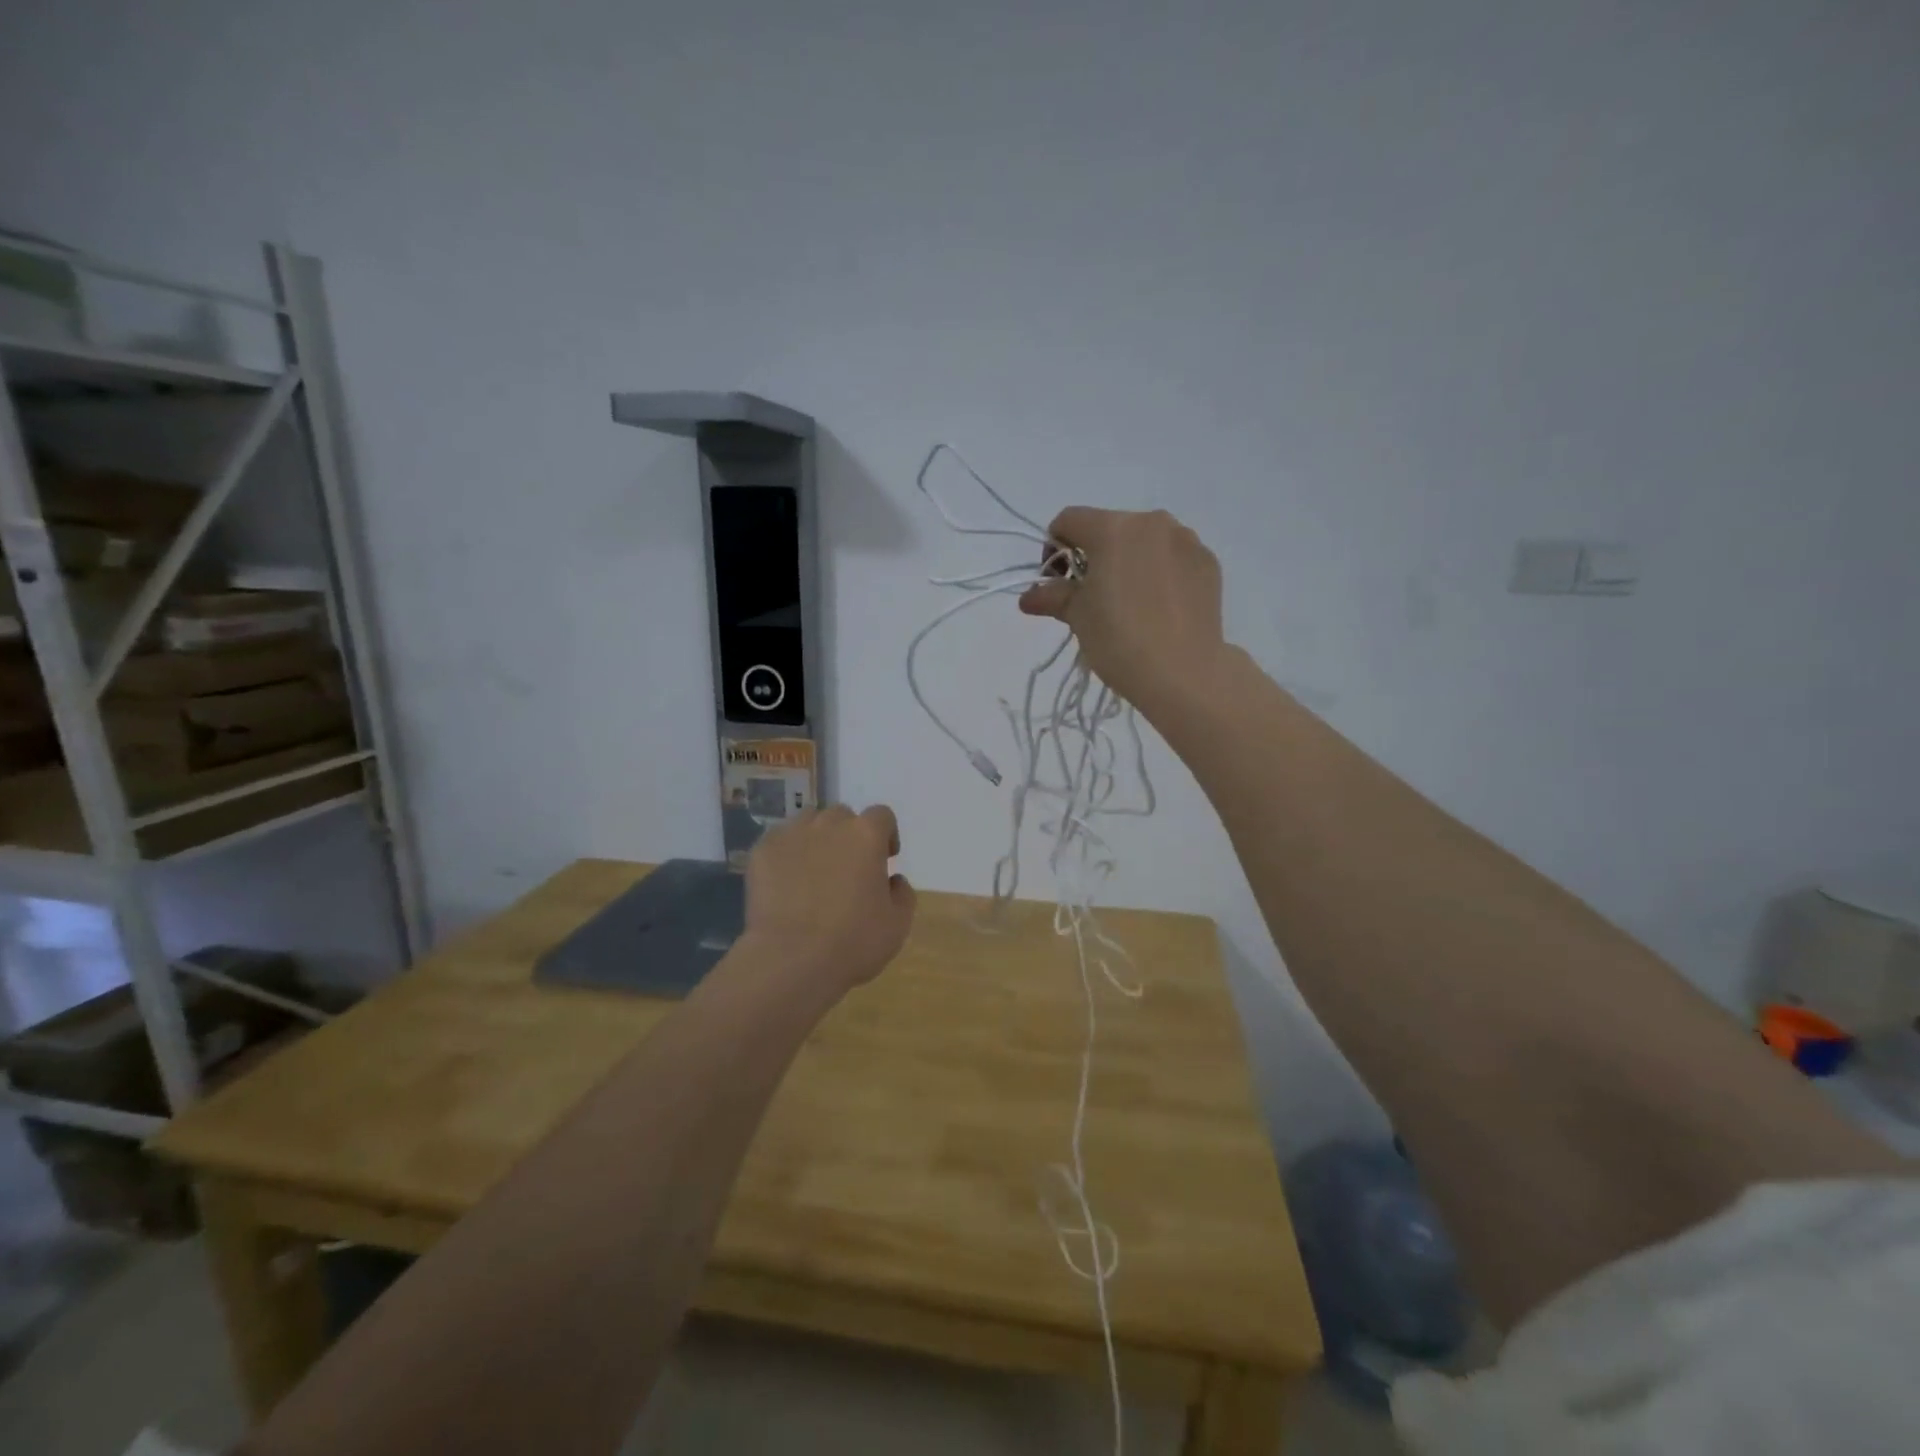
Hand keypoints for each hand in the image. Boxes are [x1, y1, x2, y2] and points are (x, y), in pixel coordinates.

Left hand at [741, 805, 916, 996]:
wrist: (791, 959)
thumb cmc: (853, 942)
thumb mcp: (898, 924)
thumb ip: (903, 893)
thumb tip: (894, 880)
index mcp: (866, 835)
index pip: (882, 815)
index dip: (886, 834)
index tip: (884, 859)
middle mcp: (829, 824)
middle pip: (843, 816)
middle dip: (849, 836)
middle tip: (847, 868)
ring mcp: (792, 834)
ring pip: (809, 823)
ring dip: (817, 839)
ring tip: (814, 871)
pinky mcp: (762, 851)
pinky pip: (780, 841)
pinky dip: (787, 854)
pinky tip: (786, 882)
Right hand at [1019, 508, 1226, 710]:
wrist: (1183, 673)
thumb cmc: (1119, 640)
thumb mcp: (1078, 617)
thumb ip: (1053, 597)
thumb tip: (1029, 597)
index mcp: (1113, 529)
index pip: (1069, 520)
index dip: (1053, 548)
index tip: (1056, 583)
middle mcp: (1152, 523)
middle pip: (1109, 528)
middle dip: (1093, 556)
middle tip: (1090, 597)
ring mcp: (1185, 541)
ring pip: (1144, 541)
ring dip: (1128, 561)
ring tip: (1128, 602)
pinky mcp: (1208, 562)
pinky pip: (1172, 557)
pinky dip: (1158, 572)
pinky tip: (1157, 606)